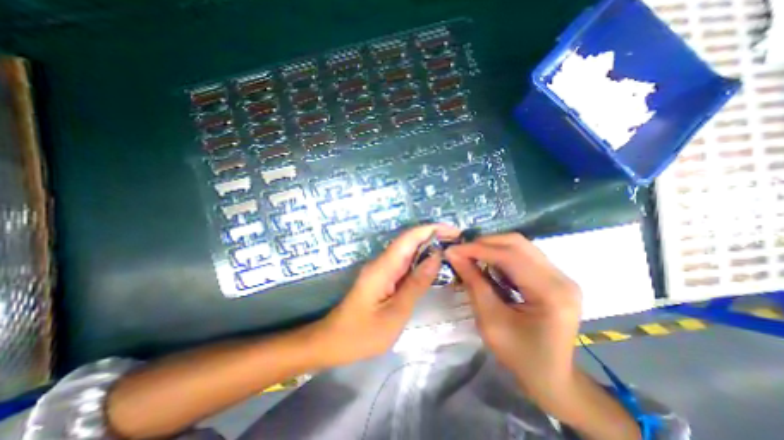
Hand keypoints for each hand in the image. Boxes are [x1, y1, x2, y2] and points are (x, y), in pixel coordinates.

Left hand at [315, 225, 460, 365]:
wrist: (333, 342)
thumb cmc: (362, 334)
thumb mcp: (395, 313)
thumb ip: (416, 284)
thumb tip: (436, 257)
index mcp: (383, 267)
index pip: (409, 238)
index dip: (431, 230)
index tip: (454, 231)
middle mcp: (382, 262)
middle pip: (409, 241)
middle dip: (434, 237)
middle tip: (459, 243)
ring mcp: (381, 269)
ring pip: (407, 251)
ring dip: (428, 248)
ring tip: (452, 251)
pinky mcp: (382, 277)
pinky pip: (404, 264)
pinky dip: (420, 261)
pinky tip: (433, 266)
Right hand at [439, 235, 580, 410]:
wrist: (552, 377)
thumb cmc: (520, 355)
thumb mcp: (490, 320)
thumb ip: (473, 283)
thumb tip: (454, 255)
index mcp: (551, 293)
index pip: (510, 256)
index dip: (477, 249)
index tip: (452, 249)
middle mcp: (561, 277)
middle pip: (517, 243)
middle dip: (484, 243)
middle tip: (461, 252)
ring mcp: (560, 275)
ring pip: (520, 245)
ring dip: (491, 247)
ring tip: (471, 256)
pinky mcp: (554, 276)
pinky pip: (523, 255)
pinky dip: (501, 254)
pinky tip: (487, 263)